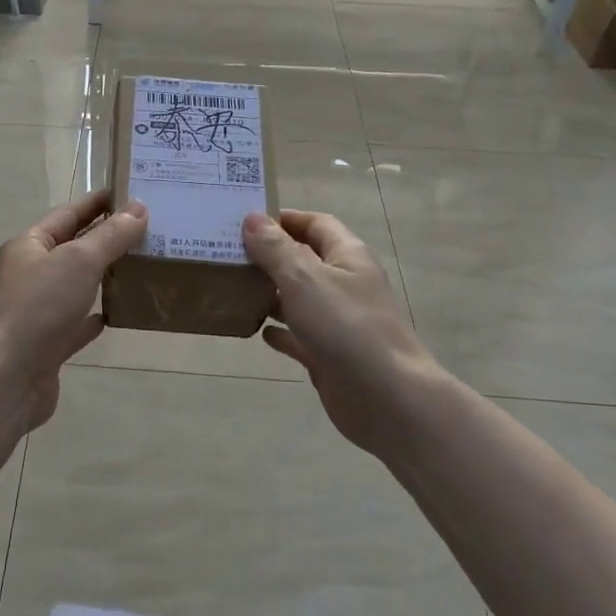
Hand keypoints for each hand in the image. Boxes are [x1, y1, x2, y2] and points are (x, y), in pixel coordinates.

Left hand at [0, 191, 148, 429]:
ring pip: (75, 286)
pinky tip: (117, 313)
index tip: (131, 194)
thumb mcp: (79, 261)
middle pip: (72, 249)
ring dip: (103, 277)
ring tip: (141, 267)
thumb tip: (138, 208)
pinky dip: (94, 316)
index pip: (68, 214)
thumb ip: (110, 236)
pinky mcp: (47, 345)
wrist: (7, 378)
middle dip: (106, 240)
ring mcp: (37, 311)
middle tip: (149, 231)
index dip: (98, 203)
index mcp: (29, 246)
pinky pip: (75, 324)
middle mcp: (30, 274)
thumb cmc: (39, 308)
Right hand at [243, 209, 442, 454]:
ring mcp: (338, 321)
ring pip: (299, 299)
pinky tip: (256, 331)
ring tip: (233, 288)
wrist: (386, 398)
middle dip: (270, 256)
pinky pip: (299, 336)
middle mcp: (345, 284)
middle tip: (228, 254)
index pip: (316, 223)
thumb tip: (252, 217)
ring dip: (270, 293)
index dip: (284, 218)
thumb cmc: (346, 327)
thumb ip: (276, 249)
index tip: (246, 220)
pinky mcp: (329, 354)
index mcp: (347, 256)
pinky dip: (280, 331)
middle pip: (305, 260)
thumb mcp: (304, 279)